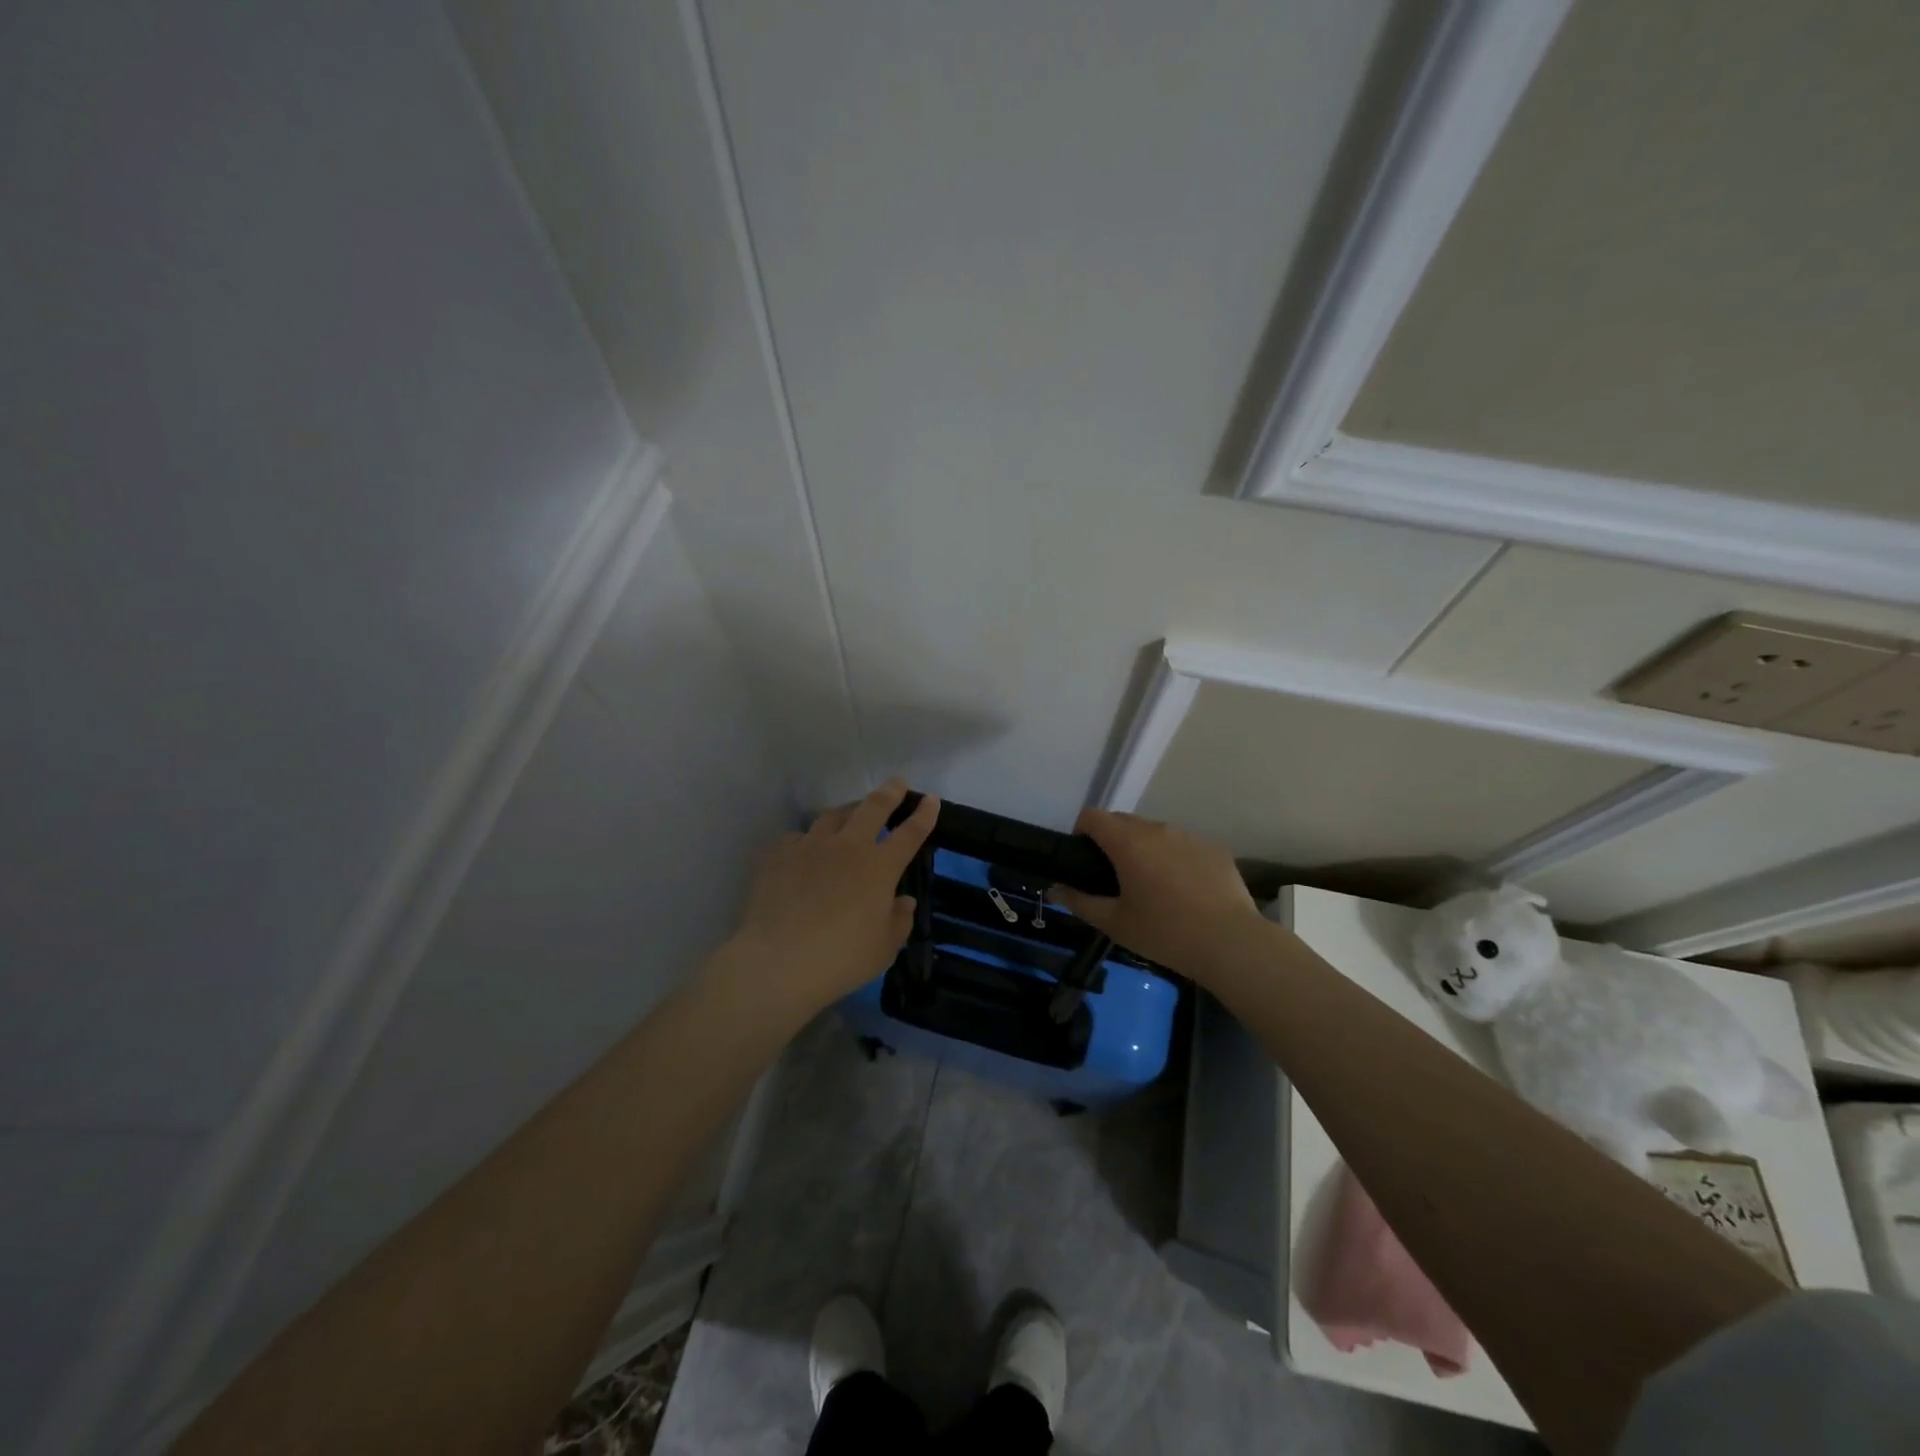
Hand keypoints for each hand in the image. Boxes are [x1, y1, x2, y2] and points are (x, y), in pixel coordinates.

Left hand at [720, 779, 939, 1017]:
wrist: (777, 961)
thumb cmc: (840, 959)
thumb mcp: (883, 948)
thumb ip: (898, 920)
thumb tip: (902, 901)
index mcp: (879, 867)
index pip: (910, 833)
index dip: (924, 815)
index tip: (931, 799)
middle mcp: (847, 847)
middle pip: (873, 808)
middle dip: (890, 792)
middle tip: (897, 783)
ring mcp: (810, 846)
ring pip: (833, 815)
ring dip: (848, 810)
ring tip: (852, 812)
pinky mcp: (779, 855)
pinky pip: (798, 837)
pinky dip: (809, 839)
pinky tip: (806, 850)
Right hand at [1049, 809, 1265, 978]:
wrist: (1230, 943)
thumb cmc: (1165, 932)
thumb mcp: (1115, 923)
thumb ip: (1080, 902)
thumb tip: (1055, 889)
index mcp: (1128, 842)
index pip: (1092, 817)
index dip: (1081, 833)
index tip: (1083, 860)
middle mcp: (1157, 829)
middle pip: (1123, 822)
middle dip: (1112, 841)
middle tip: (1114, 878)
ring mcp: (1189, 836)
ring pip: (1155, 833)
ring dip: (1145, 849)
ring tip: (1152, 886)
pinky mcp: (1214, 848)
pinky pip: (1183, 845)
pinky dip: (1175, 859)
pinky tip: (1185, 892)